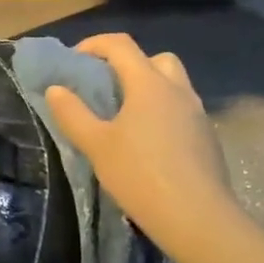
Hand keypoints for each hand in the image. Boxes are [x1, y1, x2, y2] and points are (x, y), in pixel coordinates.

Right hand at [45, 34, 238, 259]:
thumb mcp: (96, 145)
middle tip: (107, 88)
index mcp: (149, 84)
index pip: (121, 45)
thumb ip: (73, 114)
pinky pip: (182, 111)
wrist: (197, 218)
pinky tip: (149, 144)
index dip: (94, 44)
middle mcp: (177, 90)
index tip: (74, 61)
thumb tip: (56, 89)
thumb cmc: (140, 175)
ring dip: (149, 89)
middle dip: (129, 64)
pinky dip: (163, 113)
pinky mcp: (208, 138)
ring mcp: (198, 114)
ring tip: (126, 117)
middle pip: (155, 59)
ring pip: (173, 85)